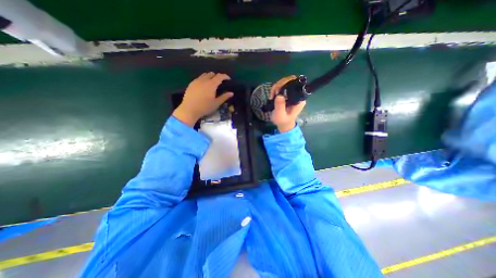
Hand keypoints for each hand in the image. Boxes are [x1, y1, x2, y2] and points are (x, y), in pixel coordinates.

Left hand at [173, 72, 234, 126]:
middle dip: (217, 76)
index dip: (225, 76)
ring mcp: (196, 81)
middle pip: (212, 74)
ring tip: (212, 83)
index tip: (228, 79)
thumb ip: (224, 97)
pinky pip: (199, 78)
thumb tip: (231, 93)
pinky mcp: (191, 84)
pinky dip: (203, 79)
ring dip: (210, 77)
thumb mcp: (216, 103)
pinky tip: (203, 86)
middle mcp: (204, 80)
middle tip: (220, 82)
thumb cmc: (205, 107)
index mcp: (211, 84)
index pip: (220, 76)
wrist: (189, 109)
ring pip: (205, 75)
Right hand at [270, 75, 304, 131]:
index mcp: (299, 99)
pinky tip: (272, 95)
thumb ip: (280, 106)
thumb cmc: (283, 121)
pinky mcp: (288, 94)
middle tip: (273, 93)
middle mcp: (298, 94)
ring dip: (277, 87)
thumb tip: (279, 95)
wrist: (283, 124)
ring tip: (272, 96)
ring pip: (286, 82)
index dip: (287, 83)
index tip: (278, 91)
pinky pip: (282, 86)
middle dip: (280, 84)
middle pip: (291, 80)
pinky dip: (276, 89)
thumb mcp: (280, 115)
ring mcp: (293, 94)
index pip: (296, 84)